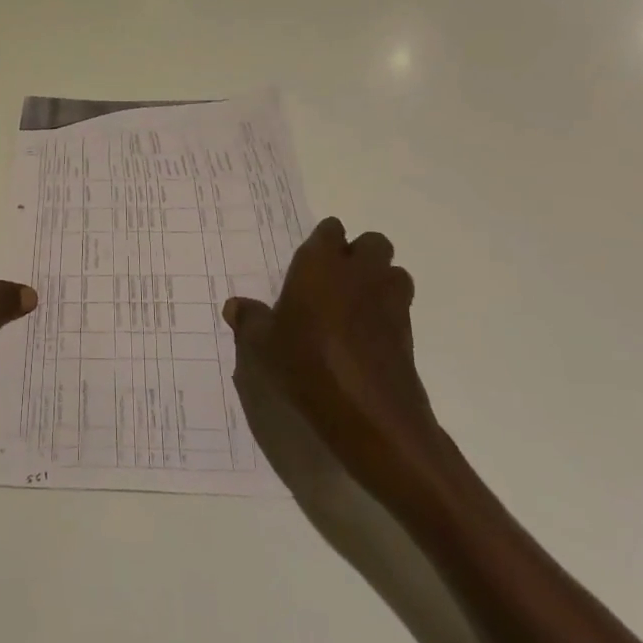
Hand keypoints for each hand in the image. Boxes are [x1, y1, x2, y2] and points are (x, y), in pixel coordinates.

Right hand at [223, 219, 443, 495]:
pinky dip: (387, 315)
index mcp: (320, 263)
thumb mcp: (262, 344)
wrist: (368, 412)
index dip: (323, 242)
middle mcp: (360, 272)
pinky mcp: (408, 333)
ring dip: (380, 281)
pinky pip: (400, 308)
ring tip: (356, 306)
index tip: (309, 262)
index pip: (330, 230)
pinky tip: (366, 338)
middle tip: (335, 281)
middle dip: (359, 255)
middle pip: (373, 243)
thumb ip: (249, 320)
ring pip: (394, 273)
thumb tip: (234, 306)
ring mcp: (389, 301)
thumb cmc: (306, 363)